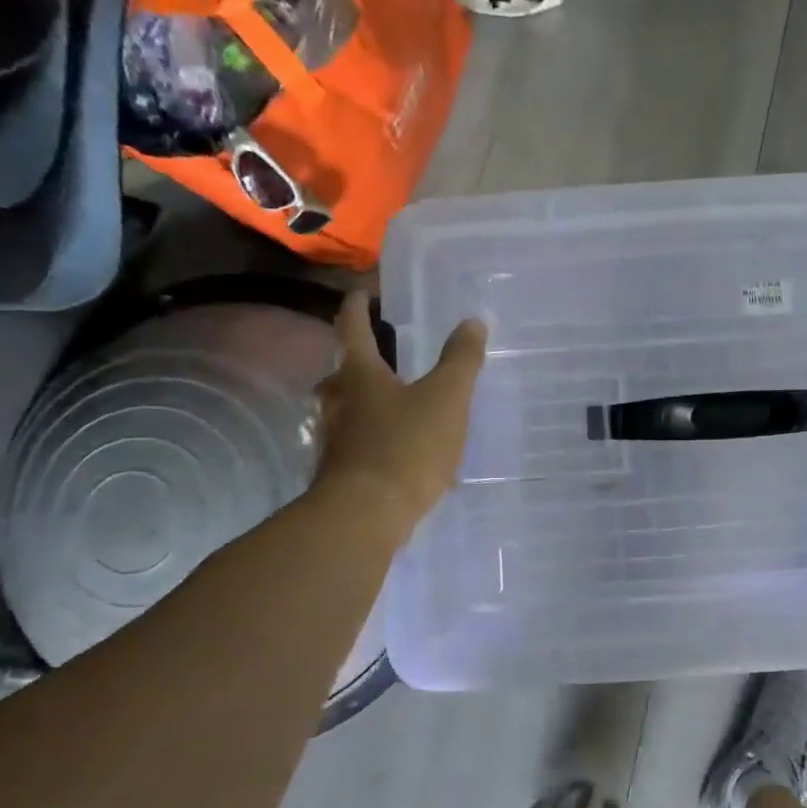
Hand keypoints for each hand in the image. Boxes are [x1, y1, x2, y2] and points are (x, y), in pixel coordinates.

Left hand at [312, 291, 486, 530]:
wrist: (364, 516)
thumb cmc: (406, 446)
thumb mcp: (447, 398)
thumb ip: (461, 360)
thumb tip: (472, 322)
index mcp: (359, 374)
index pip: (352, 326)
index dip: (358, 304)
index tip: (364, 291)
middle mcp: (338, 400)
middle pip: (345, 369)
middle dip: (364, 357)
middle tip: (390, 350)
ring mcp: (334, 437)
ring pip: (350, 406)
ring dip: (371, 398)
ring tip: (403, 400)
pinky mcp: (341, 469)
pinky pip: (361, 440)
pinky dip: (380, 435)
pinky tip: (407, 449)